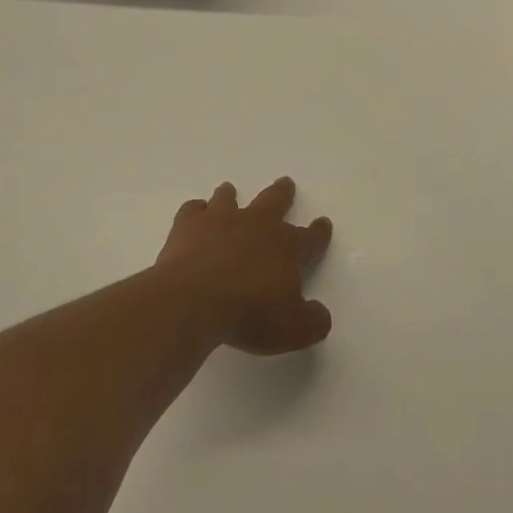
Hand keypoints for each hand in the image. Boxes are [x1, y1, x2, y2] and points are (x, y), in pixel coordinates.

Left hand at [153, 178, 333, 355]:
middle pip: (274, 201)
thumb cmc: (250, 314)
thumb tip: (320, 314)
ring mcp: (220, 221)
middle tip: (286, 182)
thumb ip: (313, 321)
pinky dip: (195, 211)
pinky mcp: (189, 225)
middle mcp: (256, 225)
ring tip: (229, 190)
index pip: (310, 237)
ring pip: (229, 198)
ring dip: (231, 194)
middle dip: (283, 193)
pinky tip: (195, 215)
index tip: (323, 222)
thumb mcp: (295, 329)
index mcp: (287, 247)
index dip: (319, 232)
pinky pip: (193, 209)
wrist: (195, 300)